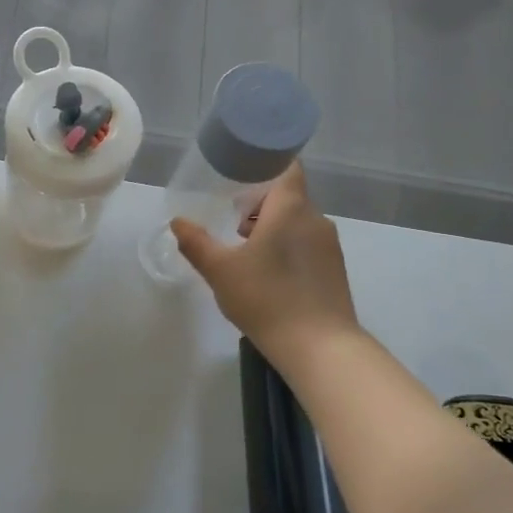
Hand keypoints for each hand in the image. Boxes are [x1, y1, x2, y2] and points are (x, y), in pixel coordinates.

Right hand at [171, 162, 361, 354]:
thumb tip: (178, 222)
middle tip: (231, 222)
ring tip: (245, 252)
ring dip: (272, 228)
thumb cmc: (266, 298)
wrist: (319, 346)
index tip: (240, 177)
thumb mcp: (220, 270)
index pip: (287, 168)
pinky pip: (307, 245)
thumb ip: (196, 243)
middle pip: (288, 196)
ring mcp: (329, 246)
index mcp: (290, 209)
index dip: (265, 166)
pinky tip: (267, 276)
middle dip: (260, 204)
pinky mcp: (334, 270)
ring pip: (297, 222)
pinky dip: (287, 248)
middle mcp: (315, 219)